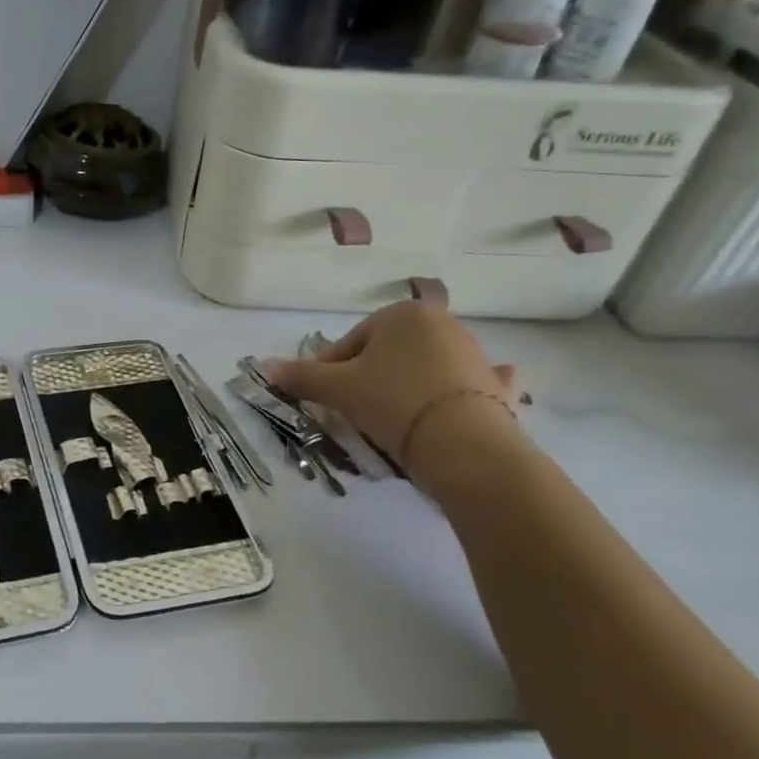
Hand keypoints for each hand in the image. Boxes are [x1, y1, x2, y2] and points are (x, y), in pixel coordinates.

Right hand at [262, 302, 517, 463]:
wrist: (464, 445)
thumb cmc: (393, 402)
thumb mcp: (338, 389)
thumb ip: (301, 375)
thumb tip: (263, 366)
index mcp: (402, 314)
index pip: (350, 343)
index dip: (329, 371)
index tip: (323, 400)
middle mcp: (442, 323)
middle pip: (387, 353)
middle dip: (368, 378)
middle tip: (354, 412)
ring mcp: (474, 353)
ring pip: (424, 367)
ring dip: (405, 385)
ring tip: (391, 421)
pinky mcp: (495, 385)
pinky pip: (470, 382)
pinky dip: (460, 390)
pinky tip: (452, 404)